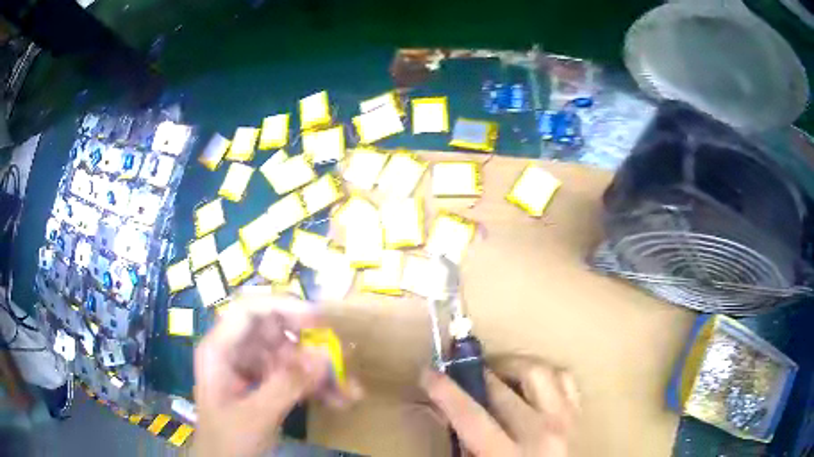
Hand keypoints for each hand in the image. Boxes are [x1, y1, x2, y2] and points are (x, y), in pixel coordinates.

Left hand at [194, 295, 353, 456]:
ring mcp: (252, 368)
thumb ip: (286, 385)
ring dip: (320, 371)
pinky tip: (339, 401)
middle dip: (310, 344)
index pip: (248, 311)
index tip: (318, 321)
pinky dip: (316, 387)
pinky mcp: (266, 385)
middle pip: (275, 331)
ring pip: (291, 356)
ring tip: (350, 389)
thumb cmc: (227, 440)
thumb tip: (324, 354)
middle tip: (342, 357)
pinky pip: (294, 377)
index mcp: (220, 349)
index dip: (283, 307)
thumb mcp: (255, 416)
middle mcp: (236, 352)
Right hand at [421, 357, 579, 456]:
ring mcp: (566, 420)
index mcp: (508, 456)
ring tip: (494, 374)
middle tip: (459, 373)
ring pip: (538, 371)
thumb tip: (442, 410)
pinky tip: (528, 384)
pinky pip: (564, 378)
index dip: (445, 391)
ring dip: (511, 366)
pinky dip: (543, 374)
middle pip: (502, 388)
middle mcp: (542, 433)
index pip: (470, 416)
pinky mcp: (579, 414)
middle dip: (474, 374)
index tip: (427, 373)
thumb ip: (461, 443)